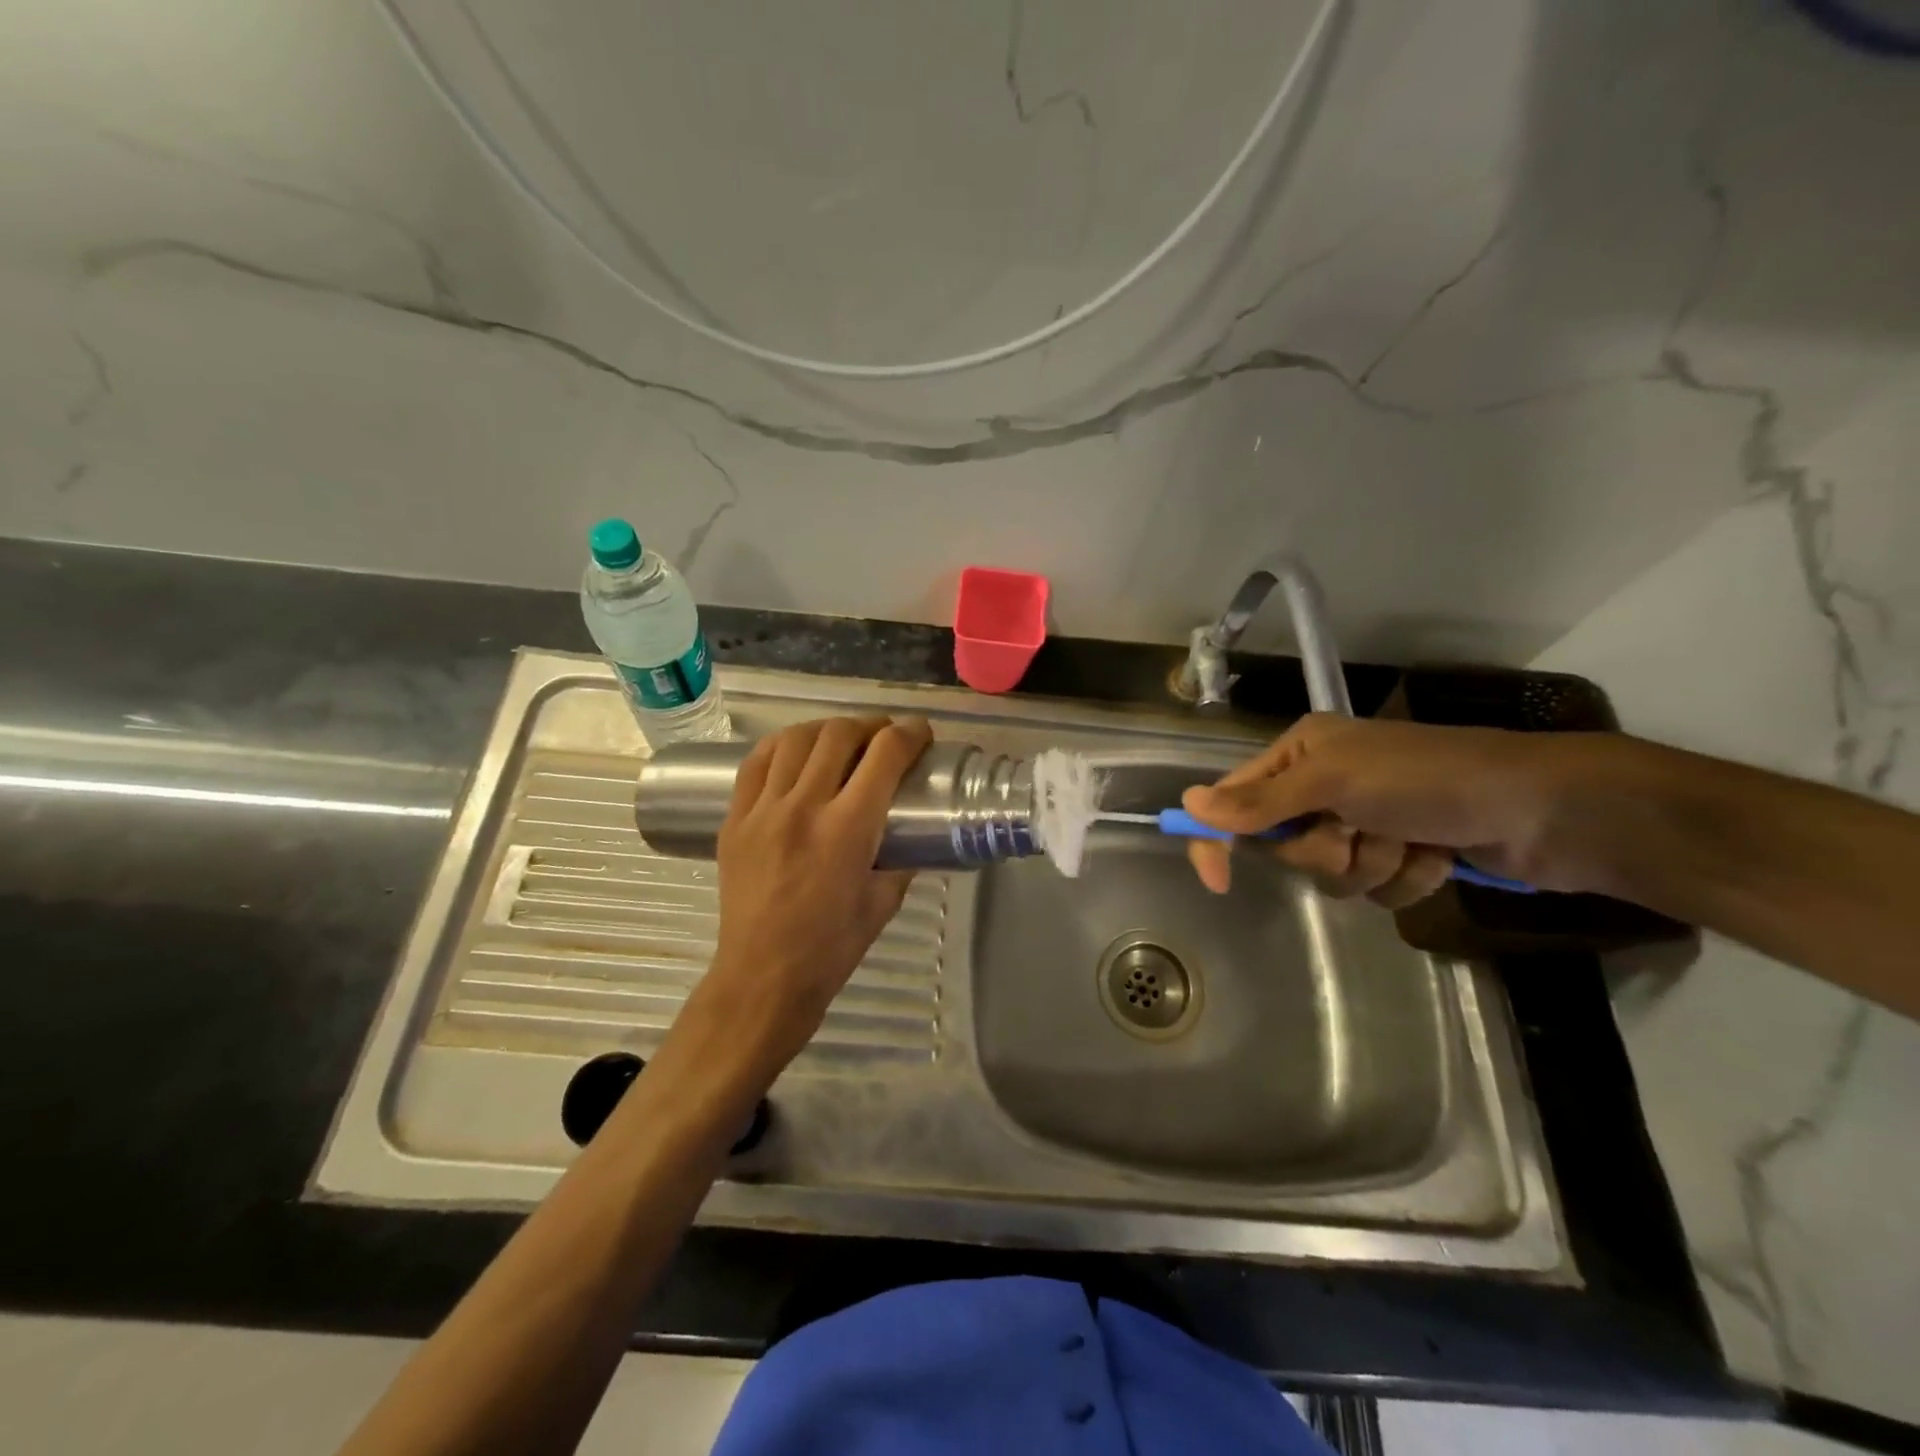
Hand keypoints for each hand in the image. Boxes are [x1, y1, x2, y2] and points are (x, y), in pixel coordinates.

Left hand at [702, 716, 933, 1069]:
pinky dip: (783, 745)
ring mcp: (763, 810)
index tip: (921, 733)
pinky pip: (756, 762)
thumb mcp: (884, 901)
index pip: (885, 755)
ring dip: (827, 730)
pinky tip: (796, 751)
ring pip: (796, 739)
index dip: (910, 734)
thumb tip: (911, 830)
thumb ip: (902, 857)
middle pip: (839, 735)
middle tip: (885, 737)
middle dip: (871, 726)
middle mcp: (804, 807)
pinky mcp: (735, 818)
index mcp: (848, 829)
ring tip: (842, 740)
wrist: (763, 976)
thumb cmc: (831, 946)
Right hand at [1180, 714, 1583, 904]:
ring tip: (1411, 841)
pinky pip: (1377, 889)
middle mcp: (1326, 784)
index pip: (1236, 801)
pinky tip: (1438, 856)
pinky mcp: (1403, 852)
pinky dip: (1407, 878)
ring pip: (1333, 873)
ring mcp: (1367, 820)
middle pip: (1286, 845)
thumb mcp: (1333, 782)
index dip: (1219, 839)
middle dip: (1326, 850)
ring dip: (1372, 866)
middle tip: (1358, 831)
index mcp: (1302, 754)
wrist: (1542, 809)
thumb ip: (1259, 802)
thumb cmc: (1426, 779)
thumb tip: (1189, 804)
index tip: (1217, 881)